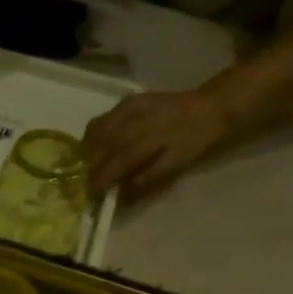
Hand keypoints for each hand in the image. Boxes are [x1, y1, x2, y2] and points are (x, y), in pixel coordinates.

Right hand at [82, 88, 237, 195]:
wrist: (208, 107)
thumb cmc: (194, 140)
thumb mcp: (178, 162)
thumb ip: (151, 174)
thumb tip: (125, 187)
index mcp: (152, 137)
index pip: (120, 159)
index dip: (102, 177)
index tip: (90, 192)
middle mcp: (137, 119)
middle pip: (103, 144)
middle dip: (89, 165)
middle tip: (83, 181)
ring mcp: (130, 107)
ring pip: (97, 130)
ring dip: (86, 150)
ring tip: (85, 164)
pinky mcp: (128, 101)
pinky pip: (102, 119)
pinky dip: (93, 135)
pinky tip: (94, 146)